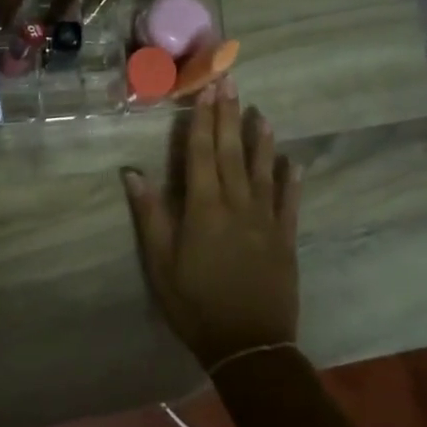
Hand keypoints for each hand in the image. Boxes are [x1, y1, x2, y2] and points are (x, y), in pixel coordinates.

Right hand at [123, 80, 299, 371]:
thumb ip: (150, 215)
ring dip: (261, 139)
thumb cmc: (195, 304)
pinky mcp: (286, 239)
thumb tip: (132, 172)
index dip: (202, 119)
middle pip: (231, 152)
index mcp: (204, 208)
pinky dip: (291, 180)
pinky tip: (293, 162)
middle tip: (231, 82)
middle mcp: (237, 205)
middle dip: (229, 115)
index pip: (201, 153)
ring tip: (261, 112)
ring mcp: (266, 221)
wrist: (249, 345)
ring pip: (263, 170)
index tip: (206, 89)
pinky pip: (290, 203)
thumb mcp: (160, 264)